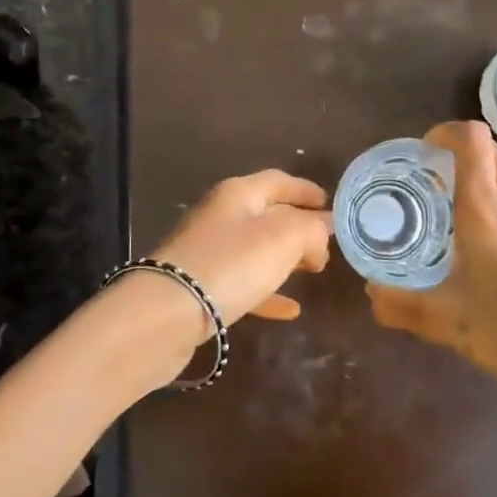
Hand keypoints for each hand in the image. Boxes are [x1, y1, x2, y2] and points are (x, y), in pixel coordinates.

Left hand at [151, 170, 332, 330]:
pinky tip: (290, 310)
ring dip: (285, 259)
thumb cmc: (230, 264)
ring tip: (314, 271)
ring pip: (256, 250)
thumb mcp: (284, 238)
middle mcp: (219, 217)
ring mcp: (207, 254)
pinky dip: (268, 292)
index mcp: (237, 194)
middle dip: (299, 226)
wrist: (165, 315)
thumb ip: (311, 229)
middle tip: (327, 243)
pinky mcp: (200, 289)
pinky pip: (243, 284)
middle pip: (267, 214)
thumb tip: (321, 233)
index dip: (306, 190)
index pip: (278, 182)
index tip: (331, 204)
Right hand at [367, 122, 496, 428]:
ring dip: (480, 180)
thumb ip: (401, 306)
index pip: (471, 139)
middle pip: (490, 150)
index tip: (422, 154)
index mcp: (485, 210)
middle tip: (429, 186)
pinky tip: (488, 245)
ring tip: (453, 217)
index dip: (444, 133)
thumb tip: (370, 293)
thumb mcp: (448, 324)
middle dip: (458, 156)